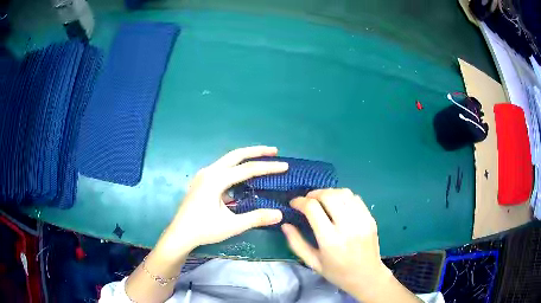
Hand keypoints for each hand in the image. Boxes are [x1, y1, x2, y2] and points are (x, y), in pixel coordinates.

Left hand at [158, 146, 287, 256]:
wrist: (180, 234)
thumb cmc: (204, 230)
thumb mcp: (232, 226)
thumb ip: (256, 218)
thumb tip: (280, 214)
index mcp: (215, 179)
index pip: (247, 169)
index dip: (268, 167)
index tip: (285, 166)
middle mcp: (209, 171)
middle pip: (236, 155)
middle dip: (256, 151)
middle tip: (274, 151)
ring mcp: (203, 175)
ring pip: (228, 160)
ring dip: (245, 158)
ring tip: (262, 159)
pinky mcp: (201, 180)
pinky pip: (222, 168)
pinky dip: (236, 167)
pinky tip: (243, 176)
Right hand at [281, 189, 392, 300]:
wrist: (367, 276)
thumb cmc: (337, 272)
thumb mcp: (313, 262)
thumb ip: (296, 243)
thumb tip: (285, 224)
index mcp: (330, 240)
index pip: (313, 208)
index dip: (300, 202)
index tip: (294, 203)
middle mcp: (347, 227)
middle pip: (329, 196)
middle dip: (314, 194)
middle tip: (307, 200)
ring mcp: (362, 221)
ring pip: (344, 193)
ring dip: (329, 192)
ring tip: (322, 200)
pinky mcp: (370, 218)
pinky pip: (356, 198)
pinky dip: (343, 196)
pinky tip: (338, 204)